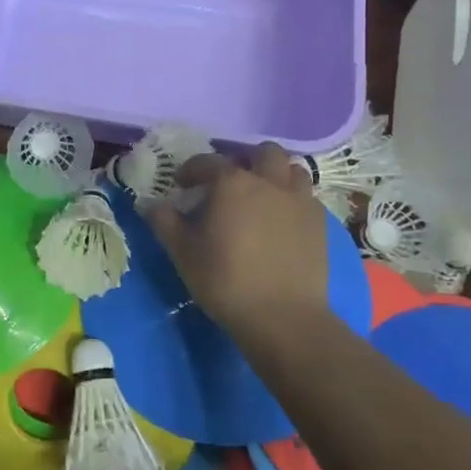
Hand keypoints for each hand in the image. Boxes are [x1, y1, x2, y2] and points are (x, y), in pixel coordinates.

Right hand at [145, 142, 328, 332]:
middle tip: (231, 183)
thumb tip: (151, 204)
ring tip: (262, 196)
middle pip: (263, 153)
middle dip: (246, 160)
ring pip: (292, 170)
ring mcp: (299, 200)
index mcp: (232, 183)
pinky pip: (307, 197)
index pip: (207, 161)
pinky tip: (282, 221)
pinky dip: (293, 200)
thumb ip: (164, 221)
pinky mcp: (319, 223)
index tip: (182, 185)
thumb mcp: (182, 252)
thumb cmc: (225, 280)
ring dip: (276, 176)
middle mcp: (268, 182)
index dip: (191, 170)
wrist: (283, 316)